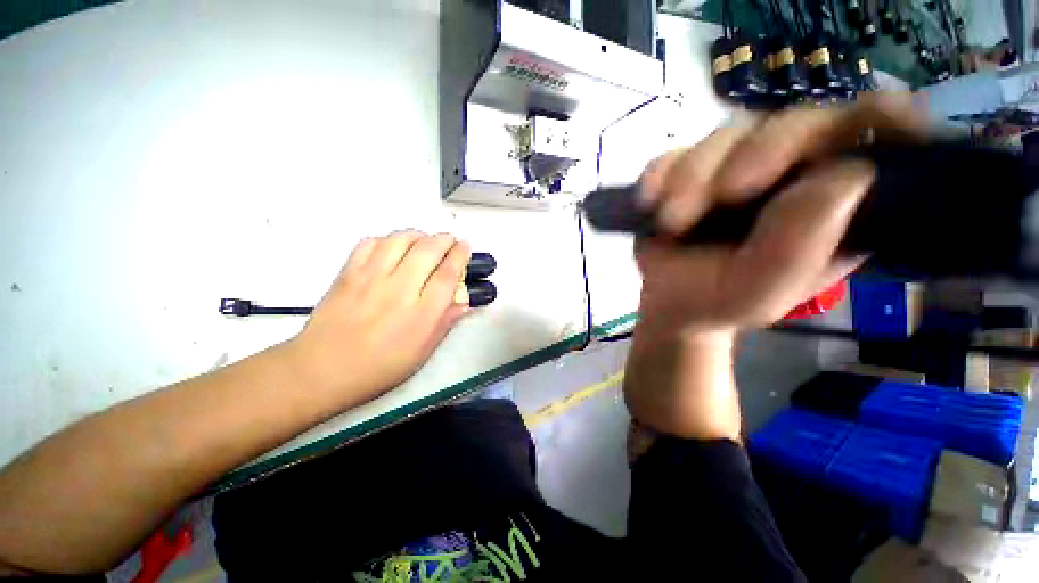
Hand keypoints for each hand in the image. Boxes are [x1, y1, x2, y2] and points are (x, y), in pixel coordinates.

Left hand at [286, 231, 470, 407]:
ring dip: (418, 235)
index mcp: (421, 314)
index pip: (448, 274)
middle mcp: (399, 290)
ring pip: (400, 240)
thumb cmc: (379, 367)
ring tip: (424, 240)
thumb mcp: (422, 352)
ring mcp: (370, 278)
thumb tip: (463, 301)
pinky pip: (370, 243)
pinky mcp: (348, 273)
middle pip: (427, 250)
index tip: (465, 246)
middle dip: (444, 239)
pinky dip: (387, 238)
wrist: (323, 370)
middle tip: (450, 240)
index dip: (460, 255)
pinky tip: (393, 246)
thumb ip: (445, 323)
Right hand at [634, 93, 924, 342]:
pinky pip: (676, 152)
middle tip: (722, 195)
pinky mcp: (691, 168)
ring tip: (672, 222)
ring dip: (693, 176)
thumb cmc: (721, 301)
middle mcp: (792, 170)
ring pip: (727, 134)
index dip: (873, 120)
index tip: (836, 146)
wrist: (671, 301)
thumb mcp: (762, 292)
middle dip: (755, 154)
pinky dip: (661, 174)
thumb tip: (847, 175)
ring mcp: (737, 163)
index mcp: (834, 200)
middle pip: (794, 121)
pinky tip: (650, 202)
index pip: (875, 132)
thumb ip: (802, 248)